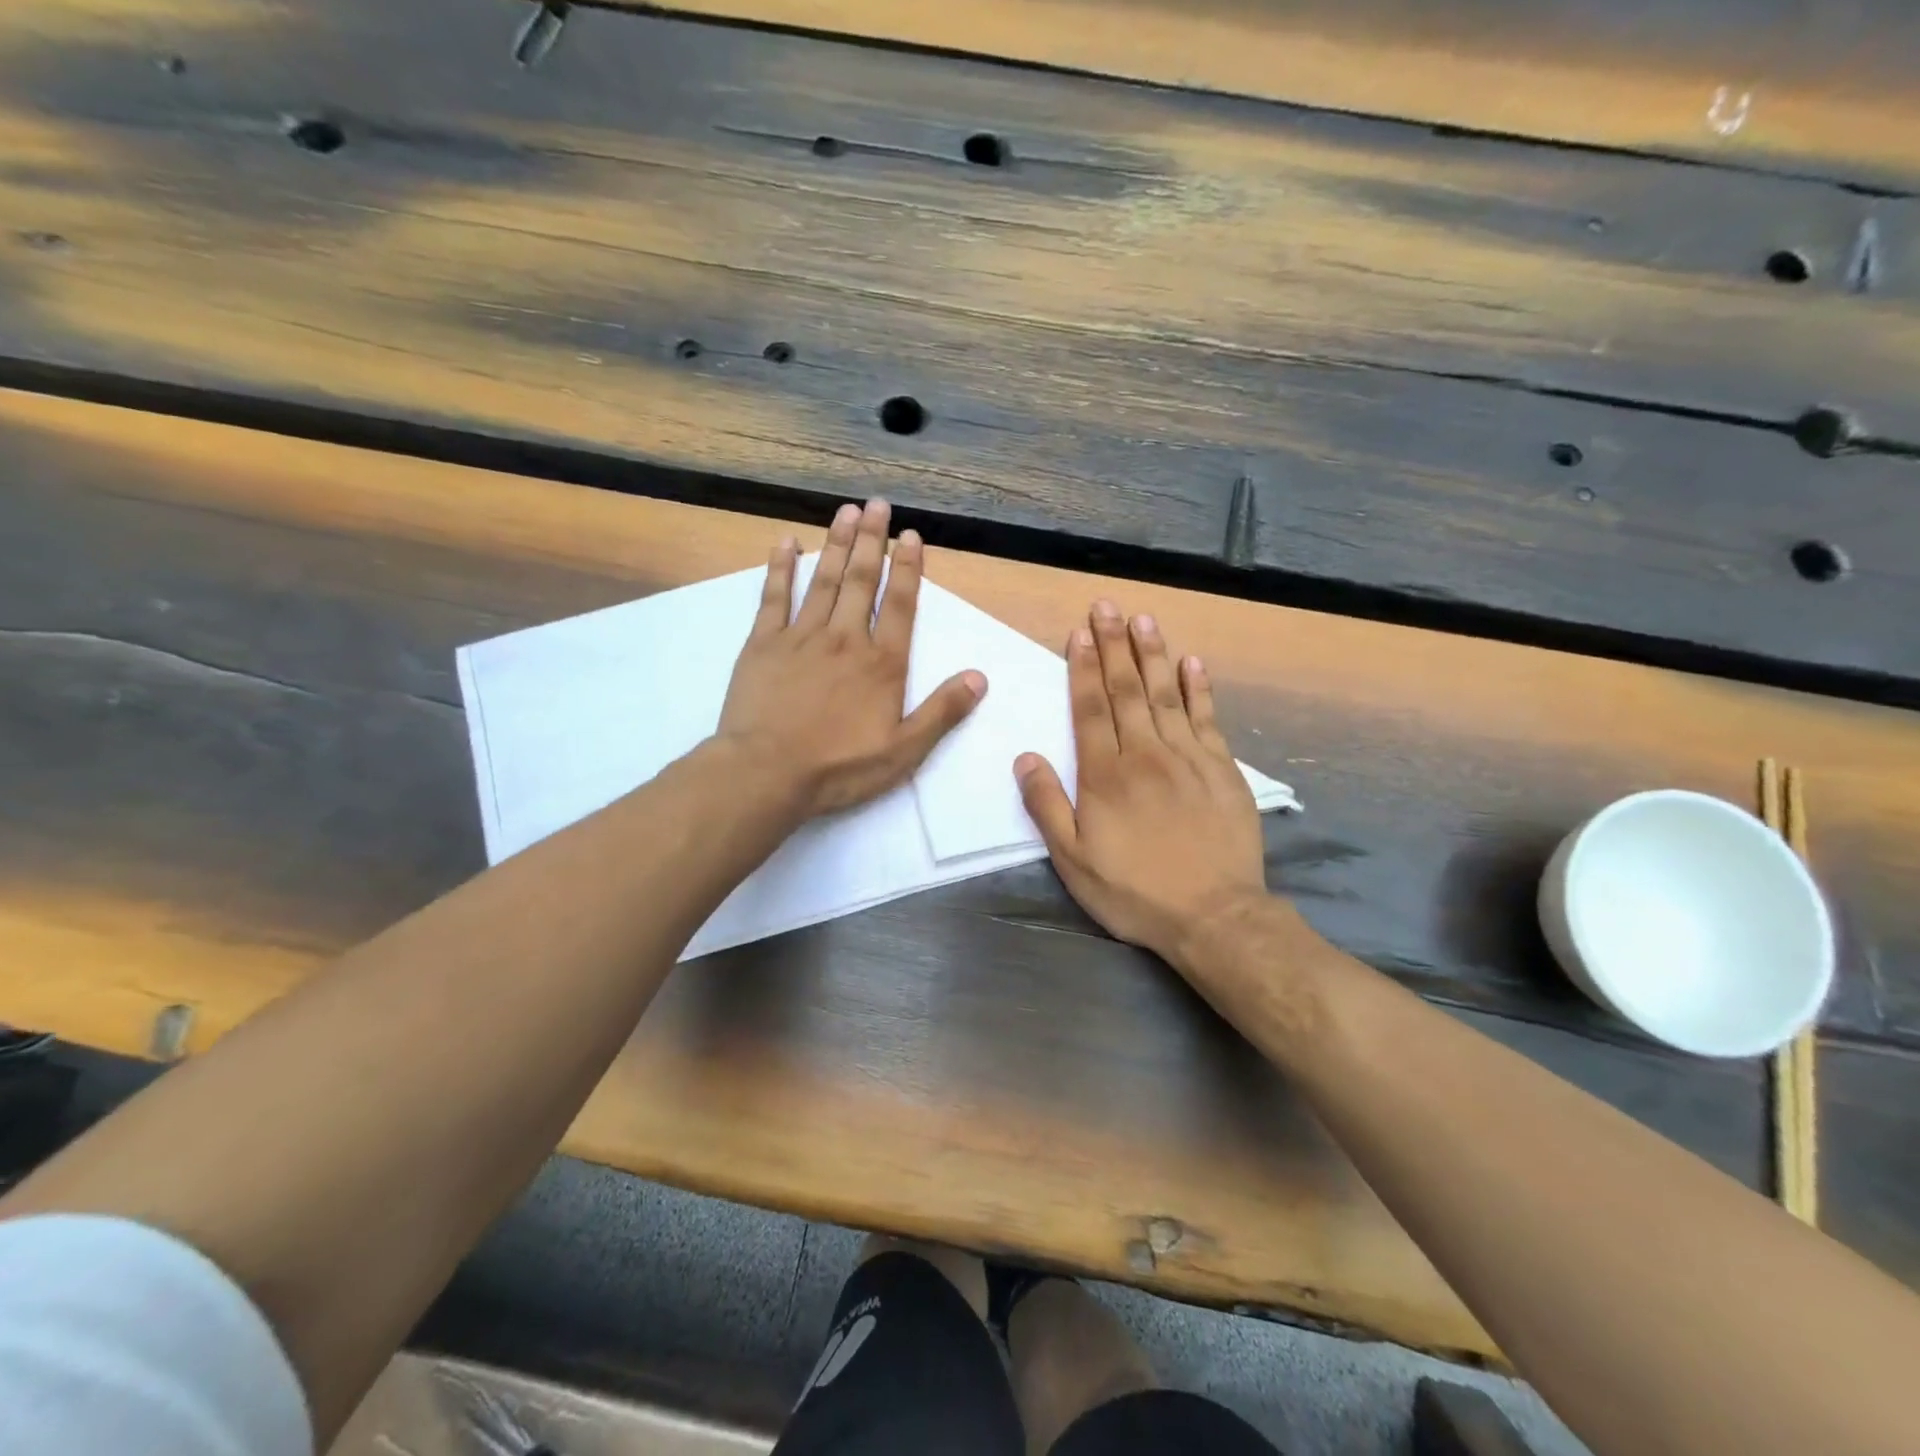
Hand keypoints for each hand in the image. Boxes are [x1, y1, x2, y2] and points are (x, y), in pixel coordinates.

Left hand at [719, 499, 986, 819]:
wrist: (767, 773)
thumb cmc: (840, 767)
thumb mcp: (904, 750)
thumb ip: (942, 712)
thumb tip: (979, 678)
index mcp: (882, 663)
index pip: (901, 605)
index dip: (908, 568)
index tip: (911, 536)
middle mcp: (845, 639)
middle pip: (862, 580)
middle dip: (872, 540)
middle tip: (877, 504)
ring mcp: (801, 637)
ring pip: (823, 580)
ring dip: (836, 543)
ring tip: (846, 511)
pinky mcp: (763, 644)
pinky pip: (774, 597)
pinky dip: (780, 568)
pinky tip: (786, 543)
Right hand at [1016, 601, 1268, 970]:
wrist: (1214, 916)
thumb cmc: (1134, 891)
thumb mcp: (1073, 861)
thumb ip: (1047, 806)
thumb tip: (1025, 757)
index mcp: (1105, 775)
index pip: (1090, 709)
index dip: (1081, 669)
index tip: (1078, 633)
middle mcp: (1145, 754)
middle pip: (1127, 690)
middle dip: (1114, 645)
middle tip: (1107, 606)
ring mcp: (1188, 758)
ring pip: (1166, 694)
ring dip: (1153, 654)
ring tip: (1144, 619)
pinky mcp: (1222, 769)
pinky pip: (1208, 718)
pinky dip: (1200, 688)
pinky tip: (1193, 662)